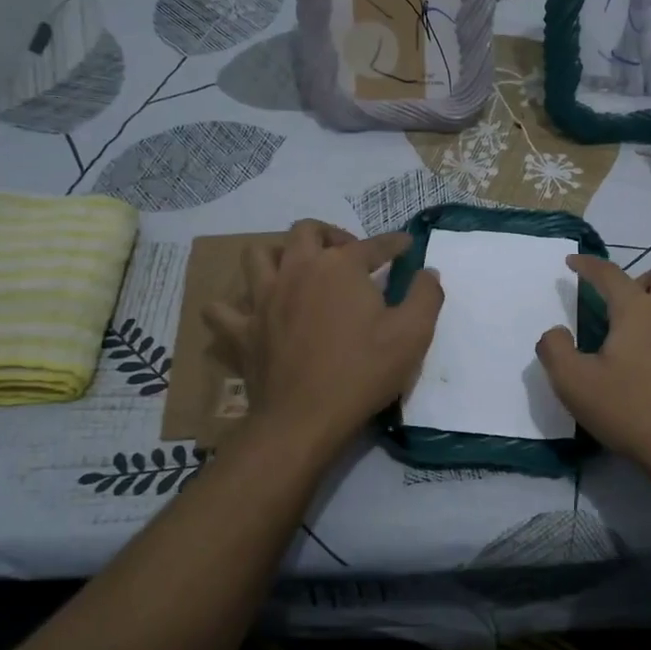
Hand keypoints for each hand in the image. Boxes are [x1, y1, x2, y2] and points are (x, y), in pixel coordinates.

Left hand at [207, 220, 443, 455]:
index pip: (373, 244)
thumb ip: (426, 295)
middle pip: (306, 231)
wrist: (305, 418)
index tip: (406, 245)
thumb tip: (428, 271)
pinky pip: (222, 309)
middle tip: (347, 255)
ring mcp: (263, 299)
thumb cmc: (364, 371)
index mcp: (340, 267)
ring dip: (278, 255)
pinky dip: (232, 307)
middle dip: (329, 235)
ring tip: (296, 271)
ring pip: (258, 256)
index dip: (393, 243)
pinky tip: (247, 313)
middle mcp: (298, 270)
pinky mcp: (242, 331)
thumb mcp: (413, 333)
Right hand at [535, 256, 650, 483]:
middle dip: (641, 280)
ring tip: (650, 337)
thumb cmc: (630, 412)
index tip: (574, 262)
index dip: (588, 265)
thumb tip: (555, 332)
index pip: (609, 274)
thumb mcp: (574, 384)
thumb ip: (555, 350)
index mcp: (637, 310)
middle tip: (624, 307)